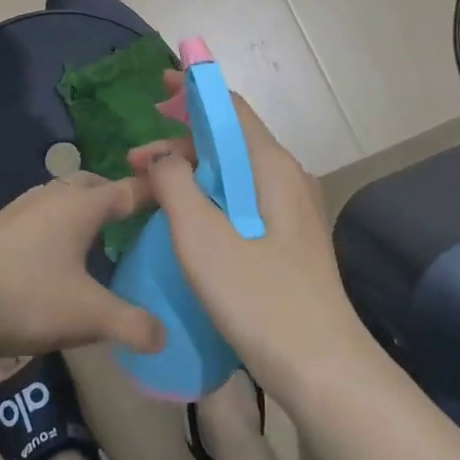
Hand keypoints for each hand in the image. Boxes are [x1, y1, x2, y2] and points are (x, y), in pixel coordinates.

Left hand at [0, 173, 166, 363]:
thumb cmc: (27, 298)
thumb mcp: (89, 316)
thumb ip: (133, 325)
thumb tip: (163, 335)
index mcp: (80, 206)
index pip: (126, 190)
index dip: (152, 192)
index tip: (174, 195)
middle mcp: (50, 197)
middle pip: (90, 185)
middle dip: (113, 196)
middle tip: (133, 220)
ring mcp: (18, 210)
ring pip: (60, 197)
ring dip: (80, 208)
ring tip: (94, 236)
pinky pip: (37, 214)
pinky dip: (55, 224)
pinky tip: (51, 255)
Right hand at [129, 78, 367, 393]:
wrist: (323, 370)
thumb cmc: (260, 298)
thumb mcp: (203, 238)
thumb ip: (176, 185)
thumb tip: (163, 155)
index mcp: (271, 167)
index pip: (230, 109)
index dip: (193, 93)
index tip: (157, 89)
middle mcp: (286, 179)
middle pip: (230, 142)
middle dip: (181, 142)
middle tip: (135, 161)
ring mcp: (292, 212)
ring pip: (234, 175)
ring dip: (192, 174)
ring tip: (151, 192)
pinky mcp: (288, 242)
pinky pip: (242, 202)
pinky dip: (208, 199)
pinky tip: (185, 223)